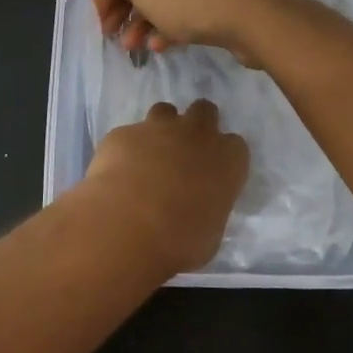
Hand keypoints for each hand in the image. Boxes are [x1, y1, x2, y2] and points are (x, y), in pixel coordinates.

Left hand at [82, 100, 248, 274]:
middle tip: (185, 152)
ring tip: (150, 157)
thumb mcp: (210, 232)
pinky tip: (117, 174)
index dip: (224, 157)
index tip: (215, 173)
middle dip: (197, 125)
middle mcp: (196, 134)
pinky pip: (128, 135)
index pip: (235, 146)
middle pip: (204, 111)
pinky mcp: (123, 133)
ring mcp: (157, 128)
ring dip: (161, 128)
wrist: (128, 226)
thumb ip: (208, 207)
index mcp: (227, 159)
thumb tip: (199, 207)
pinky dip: (126, 150)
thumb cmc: (181, 241)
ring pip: (165, 111)